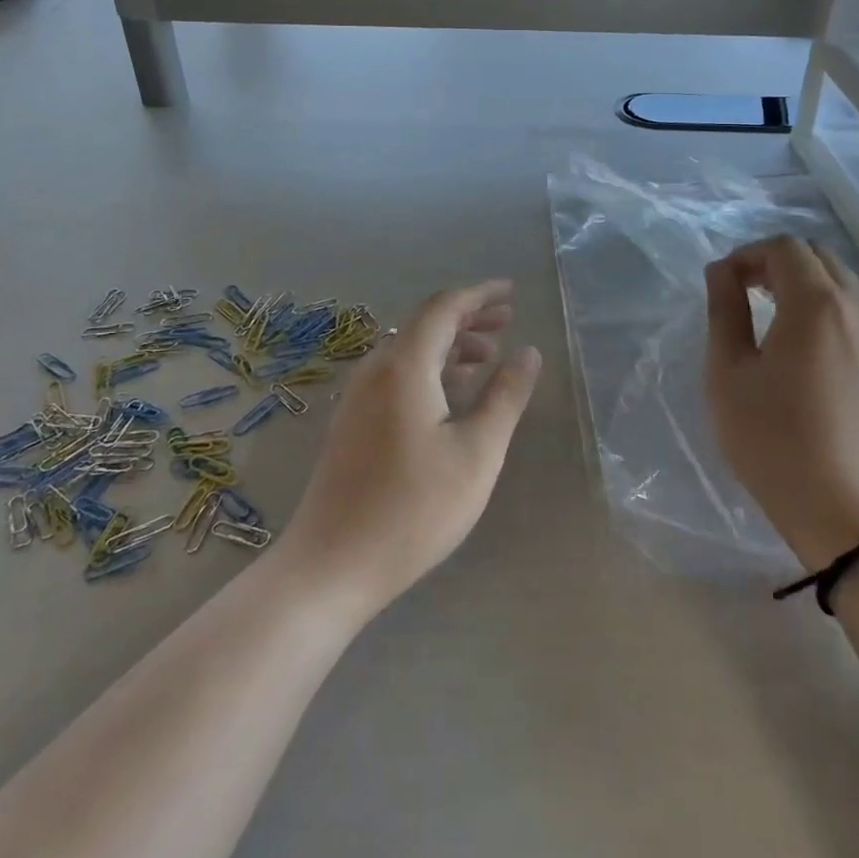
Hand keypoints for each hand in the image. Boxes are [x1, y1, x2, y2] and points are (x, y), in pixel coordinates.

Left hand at [281, 281, 541, 616]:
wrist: (330, 565)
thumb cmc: (413, 508)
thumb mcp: (477, 453)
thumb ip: (505, 396)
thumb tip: (527, 351)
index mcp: (405, 365)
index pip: (444, 307)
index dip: (479, 295)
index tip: (511, 292)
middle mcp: (376, 368)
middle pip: (425, 324)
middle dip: (468, 317)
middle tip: (506, 320)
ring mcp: (358, 396)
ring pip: (410, 350)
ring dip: (450, 345)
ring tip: (488, 356)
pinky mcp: (353, 421)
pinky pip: (397, 374)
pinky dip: (430, 369)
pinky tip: (451, 394)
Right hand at [704, 237, 858, 570]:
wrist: (850, 517)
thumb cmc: (775, 442)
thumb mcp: (729, 374)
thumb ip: (725, 310)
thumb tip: (722, 272)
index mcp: (817, 304)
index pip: (784, 247)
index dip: (748, 254)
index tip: (724, 284)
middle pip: (820, 257)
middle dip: (778, 264)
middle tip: (746, 294)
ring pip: (846, 285)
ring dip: (807, 287)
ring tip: (776, 322)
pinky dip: (833, 313)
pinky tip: (813, 353)